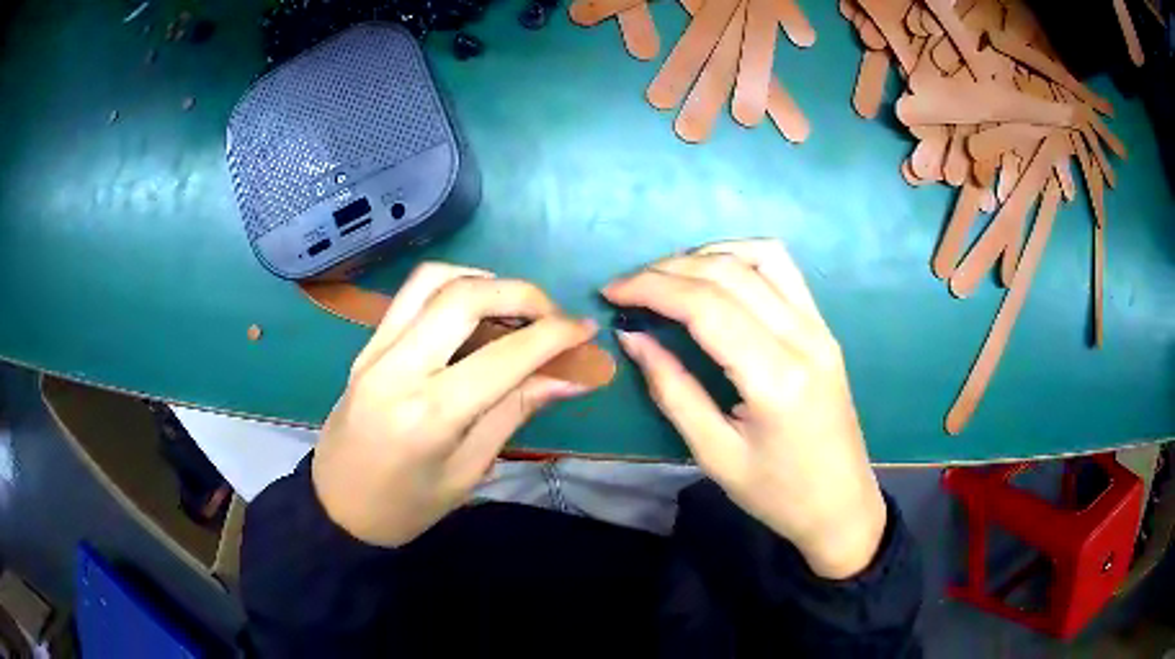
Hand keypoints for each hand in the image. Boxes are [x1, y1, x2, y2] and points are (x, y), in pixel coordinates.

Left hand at [312, 262, 599, 546]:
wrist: (337, 507)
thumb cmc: (407, 506)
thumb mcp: (469, 471)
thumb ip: (516, 412)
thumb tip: (571, 376)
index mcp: (430, 415)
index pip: (504, 356)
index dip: (555, 336)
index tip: (586, 330)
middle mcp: (399, 369)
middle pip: (465, 297)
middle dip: (522, 294)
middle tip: (553, 315)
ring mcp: (375, 349)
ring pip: (433, 281)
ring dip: (484, 279)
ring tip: (514, 306)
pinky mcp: (366, 345)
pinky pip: (410, 295)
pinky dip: (451, 285)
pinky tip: (473, 307)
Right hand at [603, 239, 885, 578]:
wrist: (841, 505)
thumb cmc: (777, 493)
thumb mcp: (714, 454)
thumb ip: (672, 390)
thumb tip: (633, 338)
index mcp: (775, 378)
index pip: (706, 306)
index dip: (652, 289)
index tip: (613, 292)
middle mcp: (803, 338)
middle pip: (729, 273)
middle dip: (669, 269)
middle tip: (629, 287)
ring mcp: (819, 327)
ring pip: (761, 257)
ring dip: (708, 255)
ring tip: (669, 277)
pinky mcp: (824, 328)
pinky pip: (784, 270)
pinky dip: (743, 259)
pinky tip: (716, 277)